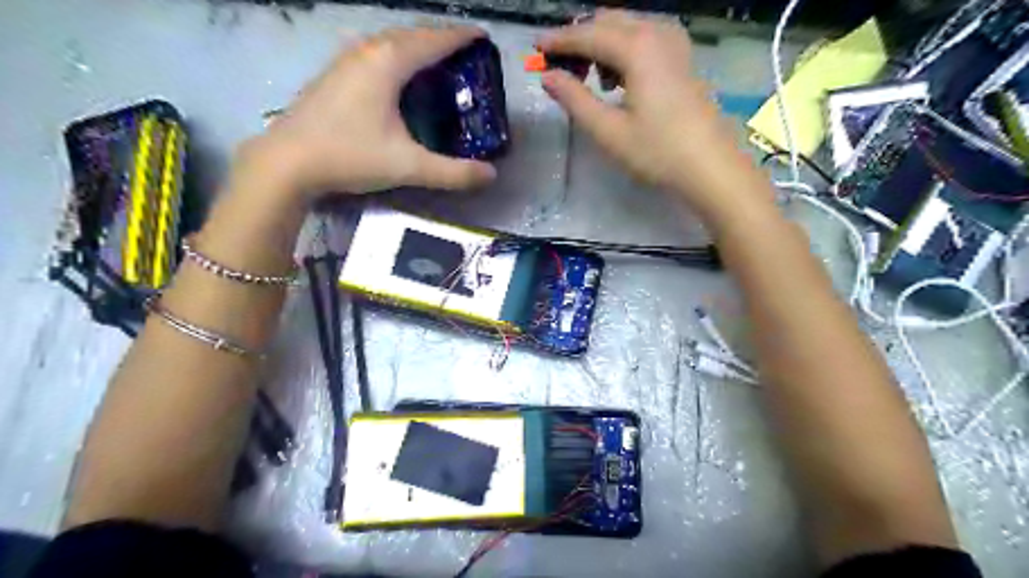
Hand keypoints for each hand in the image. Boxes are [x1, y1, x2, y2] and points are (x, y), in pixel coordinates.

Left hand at [241, 25, 498, 199]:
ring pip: (390, 42)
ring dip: (417, 46)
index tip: (483, 38)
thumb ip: (453, 172)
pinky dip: (396, 57)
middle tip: (464, 53)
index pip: (434, 41)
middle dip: (441, 39)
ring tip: (436, 61)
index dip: (461, 38)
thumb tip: (491, 175)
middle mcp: (367, 51)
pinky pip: (375, 53)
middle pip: (412, 35)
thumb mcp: (408, 166)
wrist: (287, 162)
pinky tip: (398, 77)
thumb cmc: (350, 156)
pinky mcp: (334, 75)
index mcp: (388, 63)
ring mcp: (346, 60)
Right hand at [540, 13, 770, 220]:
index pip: (587, 34)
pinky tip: (618, 81)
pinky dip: (622, 50)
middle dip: (579, 39)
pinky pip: (644, 37)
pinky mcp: (682, 56)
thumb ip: (575, 99)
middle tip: (560, 70)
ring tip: (590, 82)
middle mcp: (656, 32)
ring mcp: (674, 42)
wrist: (710, 166)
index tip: (534, 50)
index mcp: (637, 48)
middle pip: (607, 20)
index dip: (558, 41)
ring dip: (601, 45)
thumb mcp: (608, 130)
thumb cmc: (657, 151)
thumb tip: (548, 77)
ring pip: (626, 27)